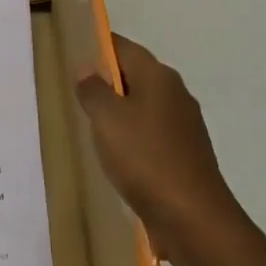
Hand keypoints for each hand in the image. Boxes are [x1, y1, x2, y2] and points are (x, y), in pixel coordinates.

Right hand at [76, 33, 243, 265]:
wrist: (193, 218)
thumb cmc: (146, 159)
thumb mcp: (107, 119)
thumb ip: (93, 90)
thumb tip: (86, 67)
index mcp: (159, 77)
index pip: (123, 47)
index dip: (97, 47)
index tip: (72, 54)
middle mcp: (176, 94)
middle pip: (135, 76)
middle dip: (106, 81)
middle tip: (72, 91)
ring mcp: (184, 126)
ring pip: (143, 106)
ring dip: (118, 112)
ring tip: (87, 124)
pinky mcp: (185, 154)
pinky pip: (151, 134)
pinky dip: (131, 137)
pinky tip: (114, 154)